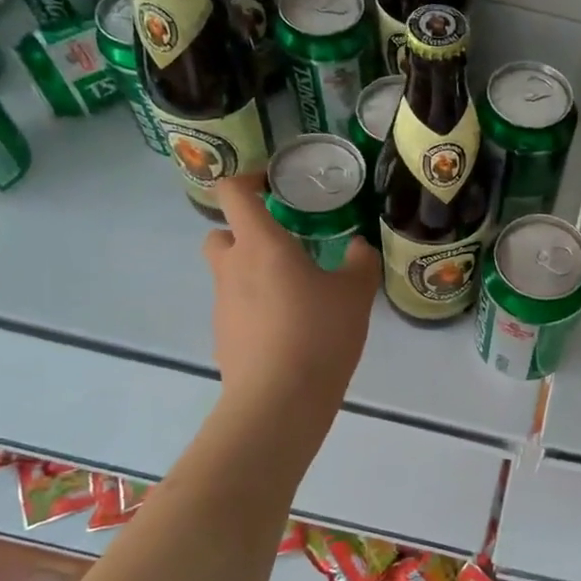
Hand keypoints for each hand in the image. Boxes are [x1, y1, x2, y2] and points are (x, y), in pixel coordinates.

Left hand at [202, 175, 379, 414]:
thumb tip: (357, 248)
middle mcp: (232, 268)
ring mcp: (222, 305)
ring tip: (297, 294)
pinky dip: (257, 308)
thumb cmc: (318, 333)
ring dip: (254, 273)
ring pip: (230, 274)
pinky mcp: (223, 337)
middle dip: (246, 232)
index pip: (233, 192)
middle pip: (221, 234)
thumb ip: (359, 262)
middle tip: (284, 246)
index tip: (275, 185)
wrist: (279, 401)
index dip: (249, 179)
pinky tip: (290, 331)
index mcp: (260, 244)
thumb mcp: (355, 293)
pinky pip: (237, 308)